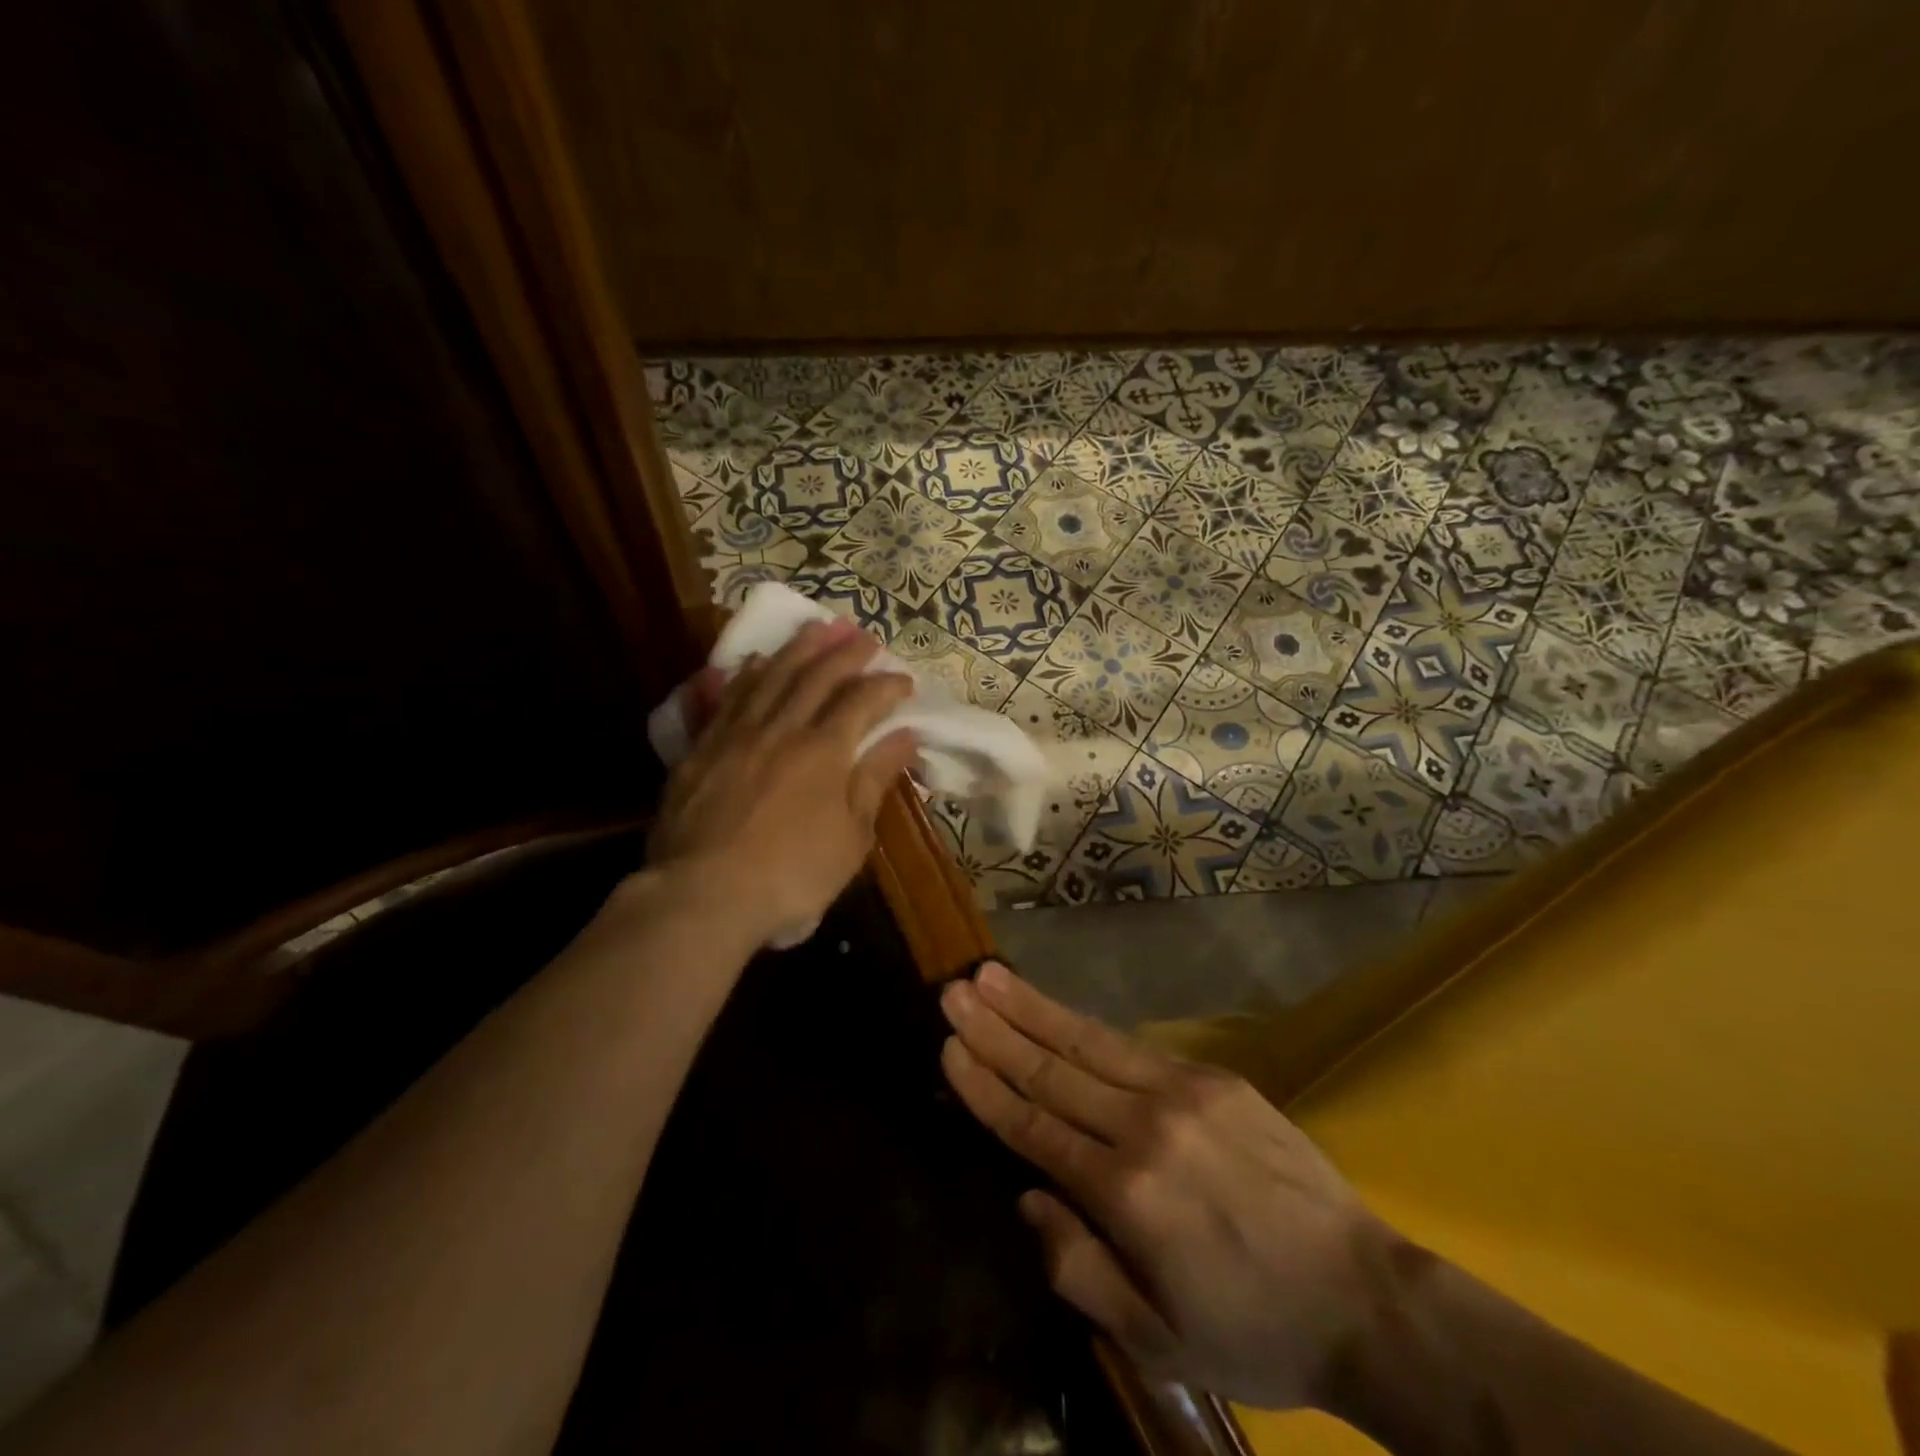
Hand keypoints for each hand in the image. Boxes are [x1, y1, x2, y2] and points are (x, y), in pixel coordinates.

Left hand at [648, 619, 919, 944]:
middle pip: (816, 676)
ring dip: (797, 649)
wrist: (704, 895)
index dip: (887, 686)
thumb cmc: (793, 875)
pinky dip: (744, 675)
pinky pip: (726, 699)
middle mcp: (781, 728)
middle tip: (864, 636)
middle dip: (845, 652)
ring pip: (770, 676)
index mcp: (824, 750)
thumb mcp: (852, 836)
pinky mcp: (701, 749)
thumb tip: (904, 735)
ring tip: (816, 628)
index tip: (904, 680)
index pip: (862, 701)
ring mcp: (736, 734)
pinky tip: (754, 662)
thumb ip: (875, 779)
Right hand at [938, 962, 1392, 1410]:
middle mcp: (1147, 1127)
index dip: (985, 1084)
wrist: (1366, 1299)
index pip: (1034, 1125)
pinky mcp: (1213, 1077)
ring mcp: (1183, 1092)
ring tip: (990, 976)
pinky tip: (1056, 1009)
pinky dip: (1084, 1025)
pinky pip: (1132, 1046)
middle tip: (954, 989)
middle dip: (997, 1027)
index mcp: (1127, 1194)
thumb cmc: (1253, 1330)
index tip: (948, 1045)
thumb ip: (1079, 1269)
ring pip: (1088, 1041)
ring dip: (1033, 1007)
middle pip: (1053, 1068)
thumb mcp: (1158, 1340)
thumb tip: (1028, 1197)